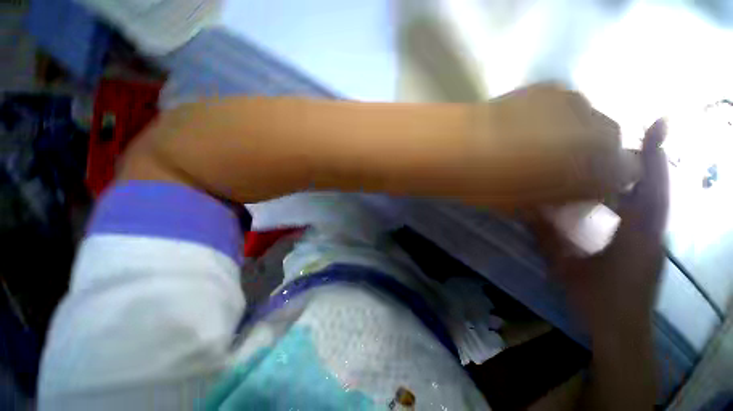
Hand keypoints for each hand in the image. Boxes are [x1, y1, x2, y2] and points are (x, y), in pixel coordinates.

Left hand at [468, 83, 637, 205]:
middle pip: (609, 141)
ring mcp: (578, 101)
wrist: (464, 148)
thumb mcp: (527, 208)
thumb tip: (564, 202)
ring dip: (571, 132)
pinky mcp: (550, 86)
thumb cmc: (494, 185)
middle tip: (555, 164)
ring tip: (534, 142)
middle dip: (589, 154)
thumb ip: (556, 205)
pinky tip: (523, 124)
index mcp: (603, 168)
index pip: (625, 175)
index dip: (601, 182)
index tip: (578, 188)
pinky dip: (552, 115)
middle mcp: (604, 129)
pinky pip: (563, 103)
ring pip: (588, 119)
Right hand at [535, 119, 668, 334]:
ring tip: (629, 156)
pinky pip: (650, 213)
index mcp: (636, 237)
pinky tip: (624, 192)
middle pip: (658, 189)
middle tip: (642, 132)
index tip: (658, 123)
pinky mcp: (651, 247)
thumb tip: (526, 209)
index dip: (653, 157)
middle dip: (653, 158)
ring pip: (657, 200)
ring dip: (648, 175)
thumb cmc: (596, 301)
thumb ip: (547, 236)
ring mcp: (656, 241)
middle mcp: (654, 234)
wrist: (623, 332)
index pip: (648, 190)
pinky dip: (641, 195)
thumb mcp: (565, 268)